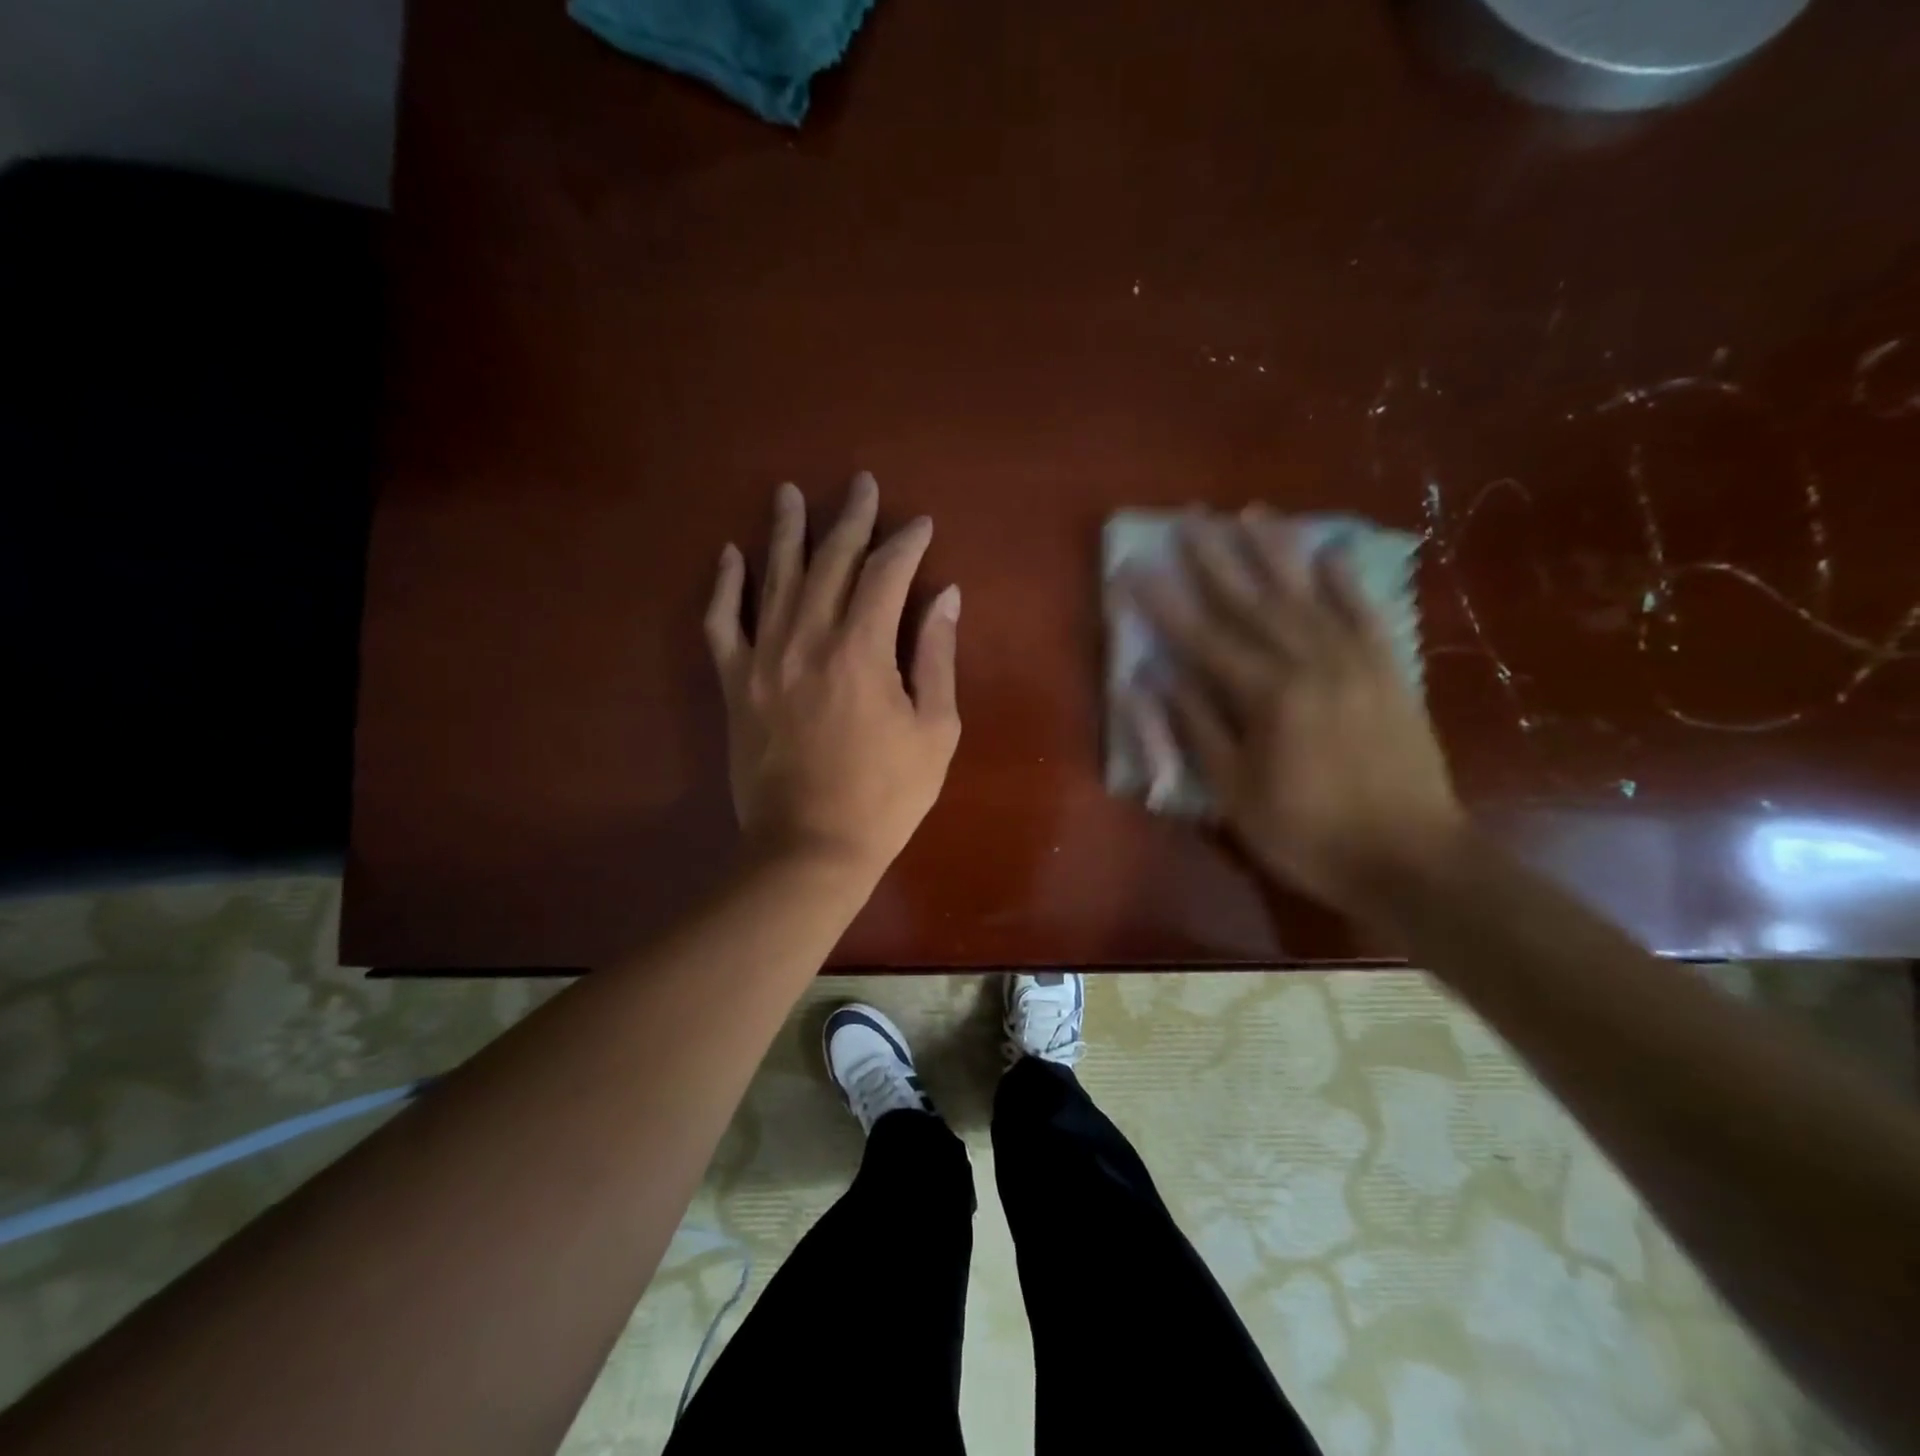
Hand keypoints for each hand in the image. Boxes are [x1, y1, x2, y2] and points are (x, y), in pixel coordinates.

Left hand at [706, 473, 960, 881]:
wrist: (811, 846)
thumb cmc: (886, 794)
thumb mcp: (934, 729)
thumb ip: (936, 656)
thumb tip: (945, 596)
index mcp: (861, 649)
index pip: (885, 574)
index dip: (906, 543)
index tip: (920, 526)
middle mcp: (807, 639)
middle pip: (829, 562)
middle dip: (850, 520)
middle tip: (861, 485)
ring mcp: (763, 659)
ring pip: (773, 578)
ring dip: (785, 532)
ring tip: (789, 494)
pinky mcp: (734, 684)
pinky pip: (722, 623)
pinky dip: (726, 587)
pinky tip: (731, 556)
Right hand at [1121, 510, 1464, 920]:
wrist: (1411, 860)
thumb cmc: (1308, 834)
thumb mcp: (1235, 793)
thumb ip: (1198, 728)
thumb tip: (1157, 679)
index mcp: (1268, 696)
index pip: (1202, 638)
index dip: (1163, 603)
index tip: (1133, 569)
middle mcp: (1311, 663)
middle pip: (1253, 601)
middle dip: (1216, 558)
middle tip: (1189, 518)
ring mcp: (1356, 662)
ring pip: (1308, 594)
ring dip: (1276, 551)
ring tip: (1251, 513)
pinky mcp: (1389, 672)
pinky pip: (1366, 614)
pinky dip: (1347, 582)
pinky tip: (1331, 553)